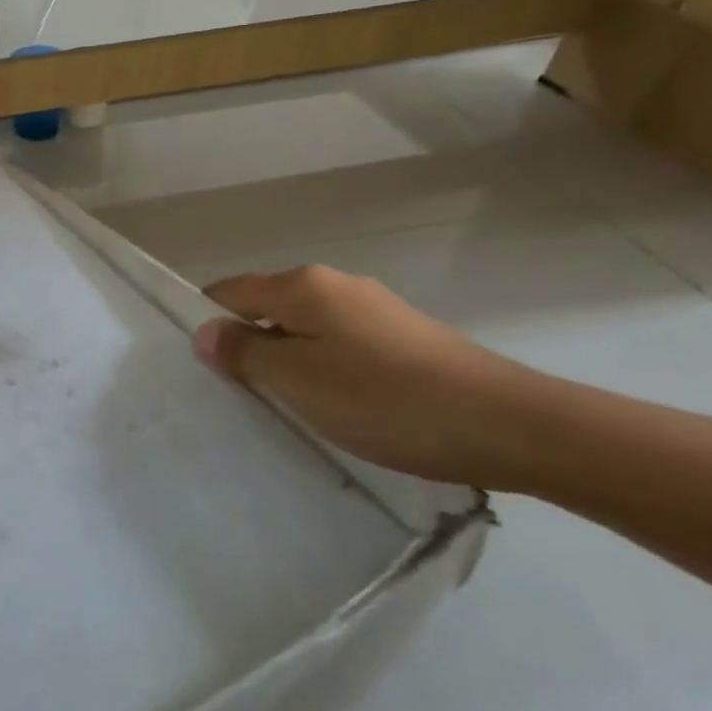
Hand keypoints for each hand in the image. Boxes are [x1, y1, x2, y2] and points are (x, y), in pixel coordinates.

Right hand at [192, 265, 538, 488]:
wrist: (512, 425)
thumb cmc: (386, 399)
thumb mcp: (298, 381)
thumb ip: (244, 353)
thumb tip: (205, 332)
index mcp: (303, 286)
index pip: (229, 290)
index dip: (206, 322)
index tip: (198, 366)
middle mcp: (335, 285)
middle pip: (266, 307)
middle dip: (245, 344)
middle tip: (235, 394)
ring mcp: (373, 309)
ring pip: (303, 328)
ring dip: (284, 359)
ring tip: (283, 405)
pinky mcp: (402, 336)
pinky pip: (337, 344)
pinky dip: (321, 367)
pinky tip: (334, 404)